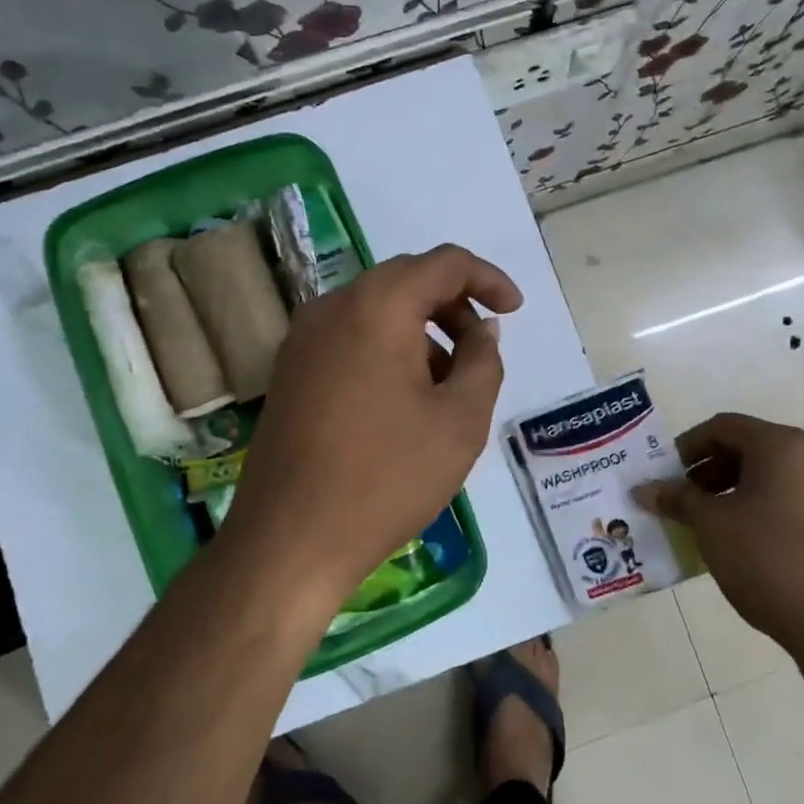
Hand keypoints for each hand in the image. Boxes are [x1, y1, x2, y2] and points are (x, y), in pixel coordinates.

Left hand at [218, 243, 521, 615]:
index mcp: (376, 307)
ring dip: (421, 330)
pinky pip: (350, 337)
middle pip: (406, 281)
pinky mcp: (289, 371)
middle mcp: (332, 307)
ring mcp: (302, 339)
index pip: (443, 263)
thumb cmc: (386, 478)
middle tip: (483, 348)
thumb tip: (482, 330)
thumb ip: (483, 361)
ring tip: (447, 383)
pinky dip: (387, 348)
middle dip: (454, 305)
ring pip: (376, 310)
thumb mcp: (459, 421)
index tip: (514, 311)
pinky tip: (403, 399)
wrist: (291, 539)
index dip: (488, 279)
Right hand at [634, 413, 803, 674]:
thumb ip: (676, 499)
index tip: (663, 475)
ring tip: (704, 524)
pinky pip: (789, 502)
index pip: (723, 427)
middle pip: (748, 449)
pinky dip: (758, 510)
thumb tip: (643, 489)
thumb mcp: (710, 525)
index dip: (686, 447)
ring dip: (730, 493)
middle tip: (679, 500)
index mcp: (782, 446)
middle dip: (707, 472)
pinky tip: (739, 544)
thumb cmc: (768, 558)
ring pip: (769, 478)